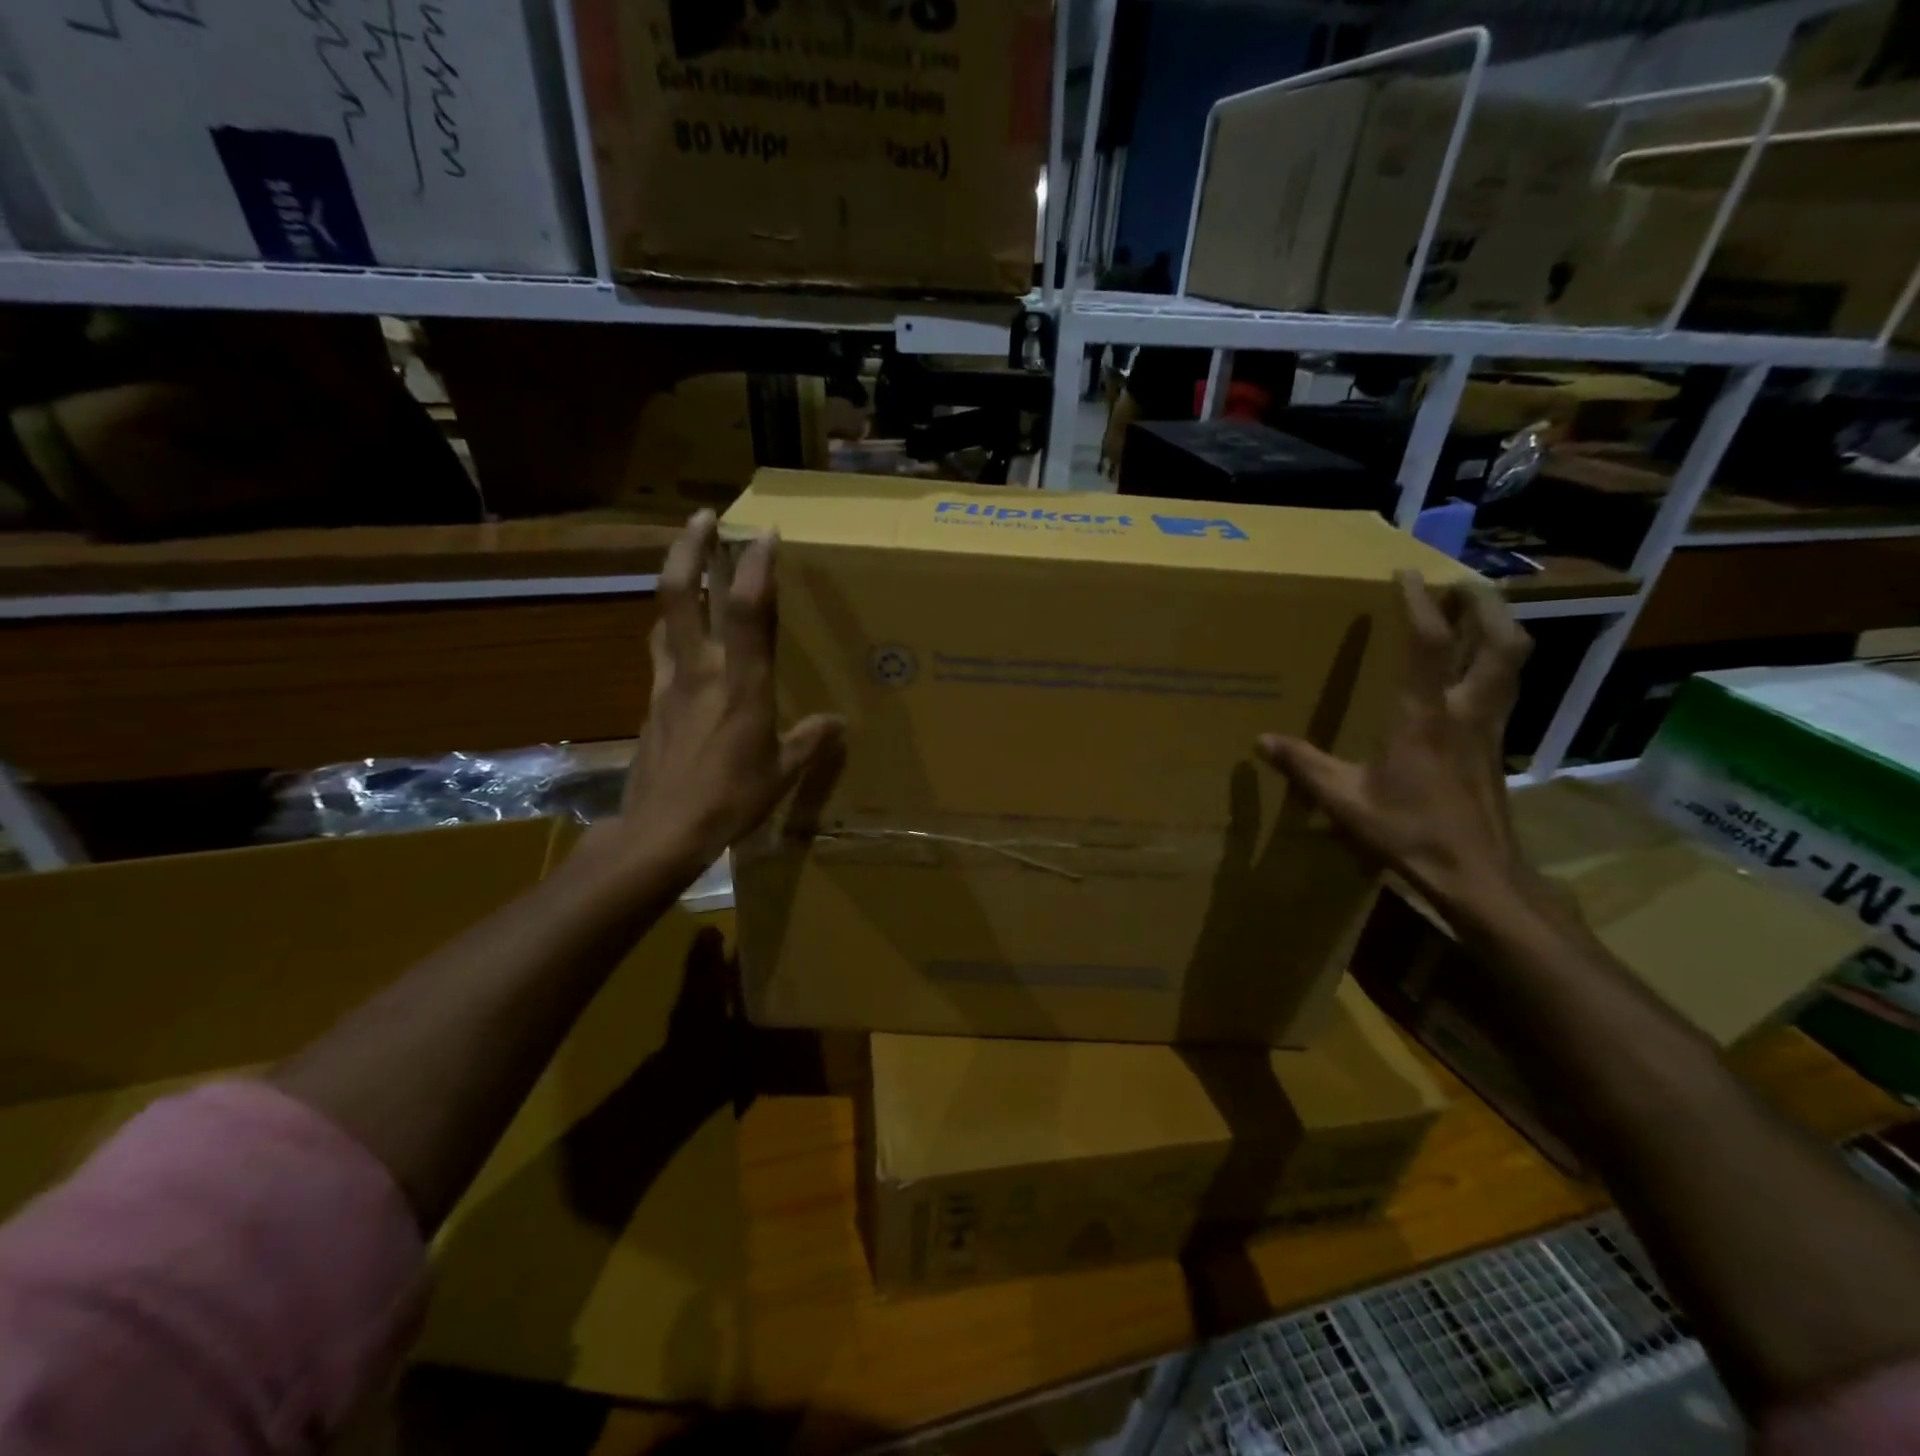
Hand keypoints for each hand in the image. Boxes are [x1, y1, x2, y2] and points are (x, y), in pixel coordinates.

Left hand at [605, 510, 843, 876]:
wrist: (661, 831)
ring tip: (689, 571)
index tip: (766, 533)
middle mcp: (698, 671)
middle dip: (690, 548)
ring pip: (663, 619)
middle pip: (680, 594)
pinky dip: (672, 635)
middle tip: (703, 518)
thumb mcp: (782, 772)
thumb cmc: (730, 799)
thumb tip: (835, 724)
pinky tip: (683, 647)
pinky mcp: (649, 706)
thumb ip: (809, 741)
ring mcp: (667, 685)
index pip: (745, 610)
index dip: (756, 567)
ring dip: (675, 585)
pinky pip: (660, 656)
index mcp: (739, 683)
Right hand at [1255, 571, 1530, 914]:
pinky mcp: (1498, 747)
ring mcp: (1491, 728)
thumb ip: (1304, 766)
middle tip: (1460, 582)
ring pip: (1513, 662)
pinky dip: (1496, 664)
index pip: (1430, 644)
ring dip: (1499, 628)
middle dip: (1485, 604)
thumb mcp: (1344, 801)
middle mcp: (1467, 711)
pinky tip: (1475, 673)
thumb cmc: (1410, 832)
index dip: (1420, 603)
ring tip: (1476, 612)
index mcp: (1424, 717)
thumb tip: (1261, 741)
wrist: (1478, 874)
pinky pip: (1506, 688)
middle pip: (1500, 641)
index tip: (1407, 574)